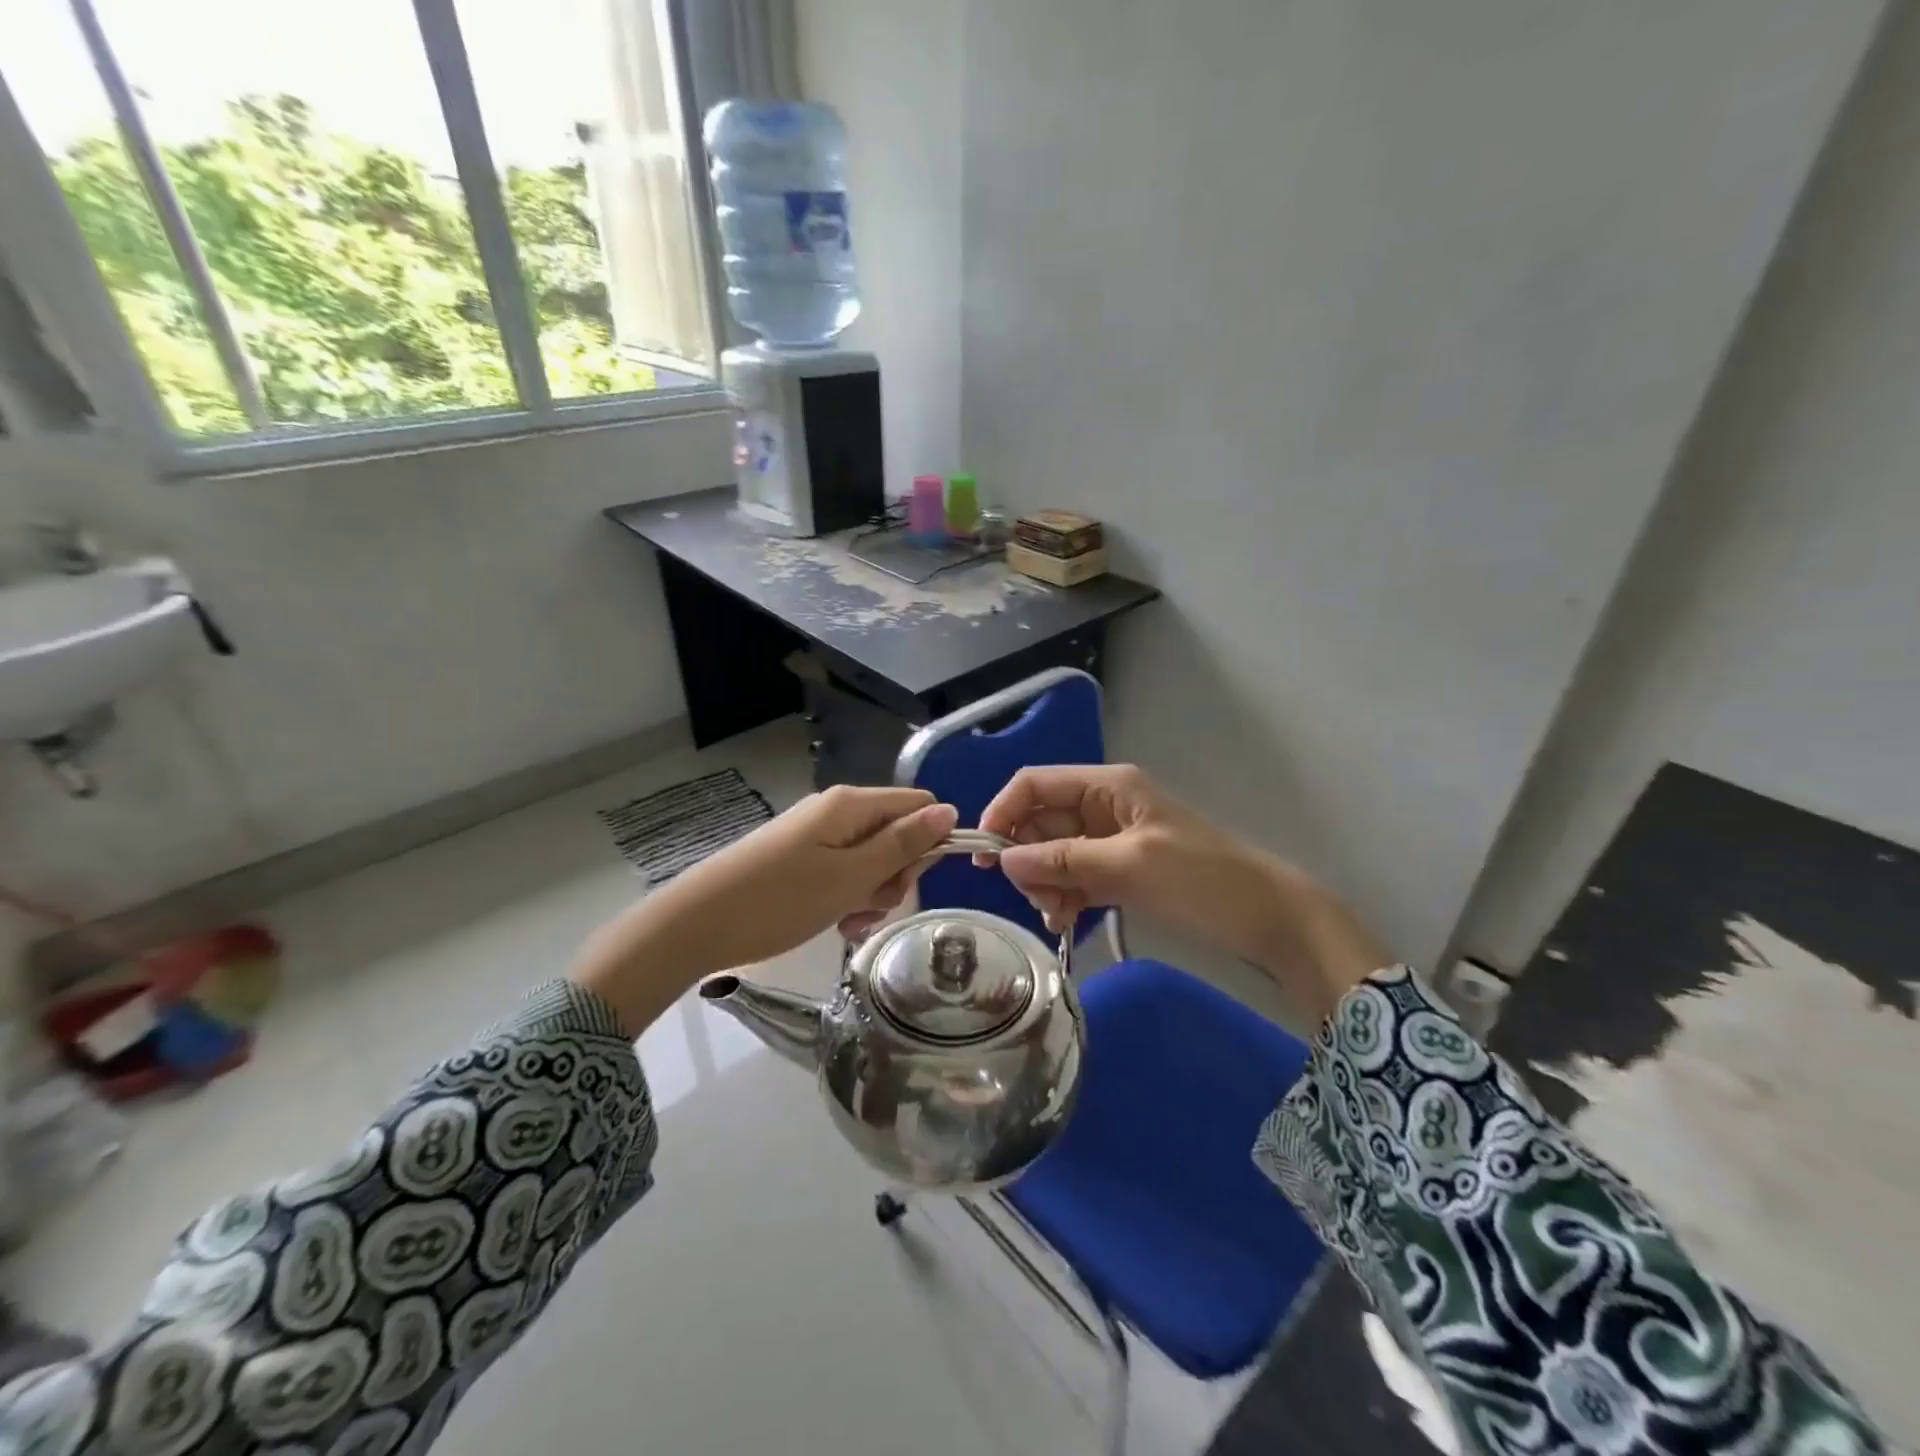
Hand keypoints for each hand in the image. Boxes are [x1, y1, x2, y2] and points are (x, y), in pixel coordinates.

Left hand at [571, 786, 956, 1032]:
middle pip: (895, 834)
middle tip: (872, 905)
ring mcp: (815, 835)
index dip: (929, 841)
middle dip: (895, 874)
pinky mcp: (799, 858)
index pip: (918, 805)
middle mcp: (836, 811)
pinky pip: (842, 872)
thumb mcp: (851, 876)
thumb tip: (950, 811)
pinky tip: (835, 923)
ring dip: (871, 893)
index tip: (914, 880)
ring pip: (870, 859)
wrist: (697, 923)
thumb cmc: (781, 900)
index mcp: (851, 805)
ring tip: (848, 922)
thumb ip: (903, 844)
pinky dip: (846, 897)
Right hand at [979, 765, 1389, 1021]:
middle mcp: (1102, 806)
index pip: (1035, 784)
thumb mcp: (1130, 864)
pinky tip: (1065, 921)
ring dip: (1044, 883)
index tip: (983, 855)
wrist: (1267, 917)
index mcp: (1107, 786)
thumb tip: (1003, 859)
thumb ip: (1064, 860)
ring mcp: (1109, 840)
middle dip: (1027, 858)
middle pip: (1039, 821)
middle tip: (1034, 897)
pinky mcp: (1118, 871)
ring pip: (1052, 854)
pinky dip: (1063, 897)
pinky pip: (1073, 877)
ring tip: (1057, 915)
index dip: (1003, 812)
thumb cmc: (1202, 878)